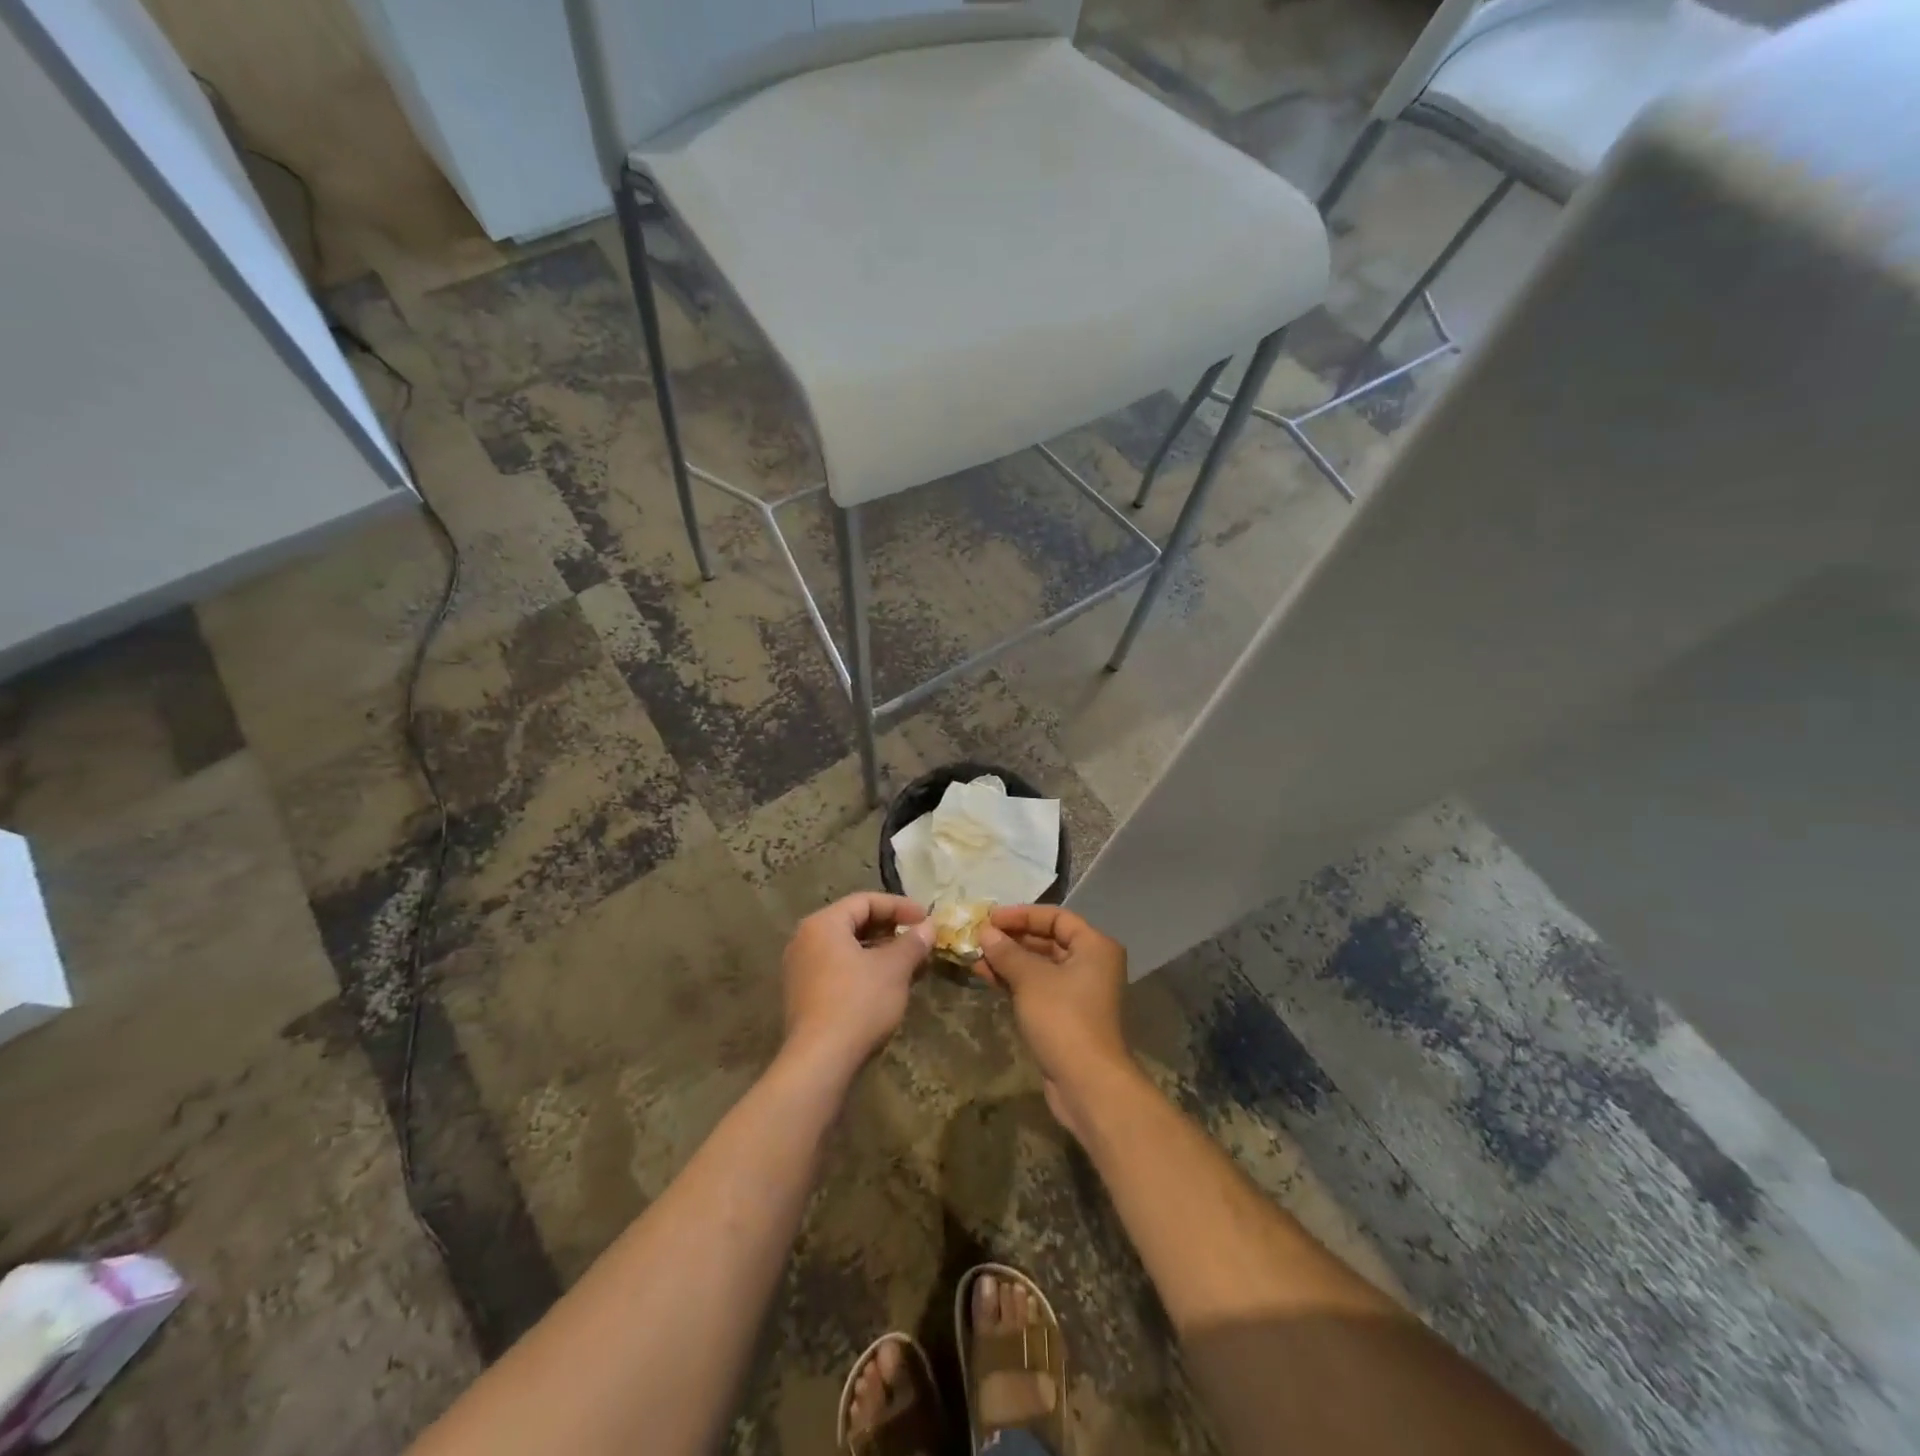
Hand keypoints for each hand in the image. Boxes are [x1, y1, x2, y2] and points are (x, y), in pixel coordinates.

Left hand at [782, 892, 934, 1075]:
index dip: (899, 907)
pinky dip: (864, 970)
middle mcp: (805, 940)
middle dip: (890, 930)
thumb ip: (912, 943)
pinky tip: (888, 986)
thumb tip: (928, 927)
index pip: (865, 901)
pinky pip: (838, 970)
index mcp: (823, 924)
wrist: (820, 1061)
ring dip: (880, 952)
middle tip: (919, 940)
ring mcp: (800, 969)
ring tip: (910, 964)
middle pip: (854, 923)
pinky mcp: (803, 996)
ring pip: (847, 949)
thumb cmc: (858, 1002)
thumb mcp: (893, 969)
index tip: (926, 919)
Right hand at [977, 905, 1131, 1138]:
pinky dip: (1015, 980)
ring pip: (1040, 966)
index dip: (1022, 915)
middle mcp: (1091, 964)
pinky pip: (1038, 987)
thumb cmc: (1063, 1019)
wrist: (1087, 1083)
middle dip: (1012, 938)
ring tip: (975, 956)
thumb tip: (985, 932)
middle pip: (1048, 940)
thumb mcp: (1030, 979)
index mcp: (1094, 946)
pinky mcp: (1066, 1015)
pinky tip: (986, 976)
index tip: (990, 918)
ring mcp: (1079, 991)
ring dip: (1009, 960)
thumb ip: (1007, 952)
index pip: (1056, 917)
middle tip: (978, 936)